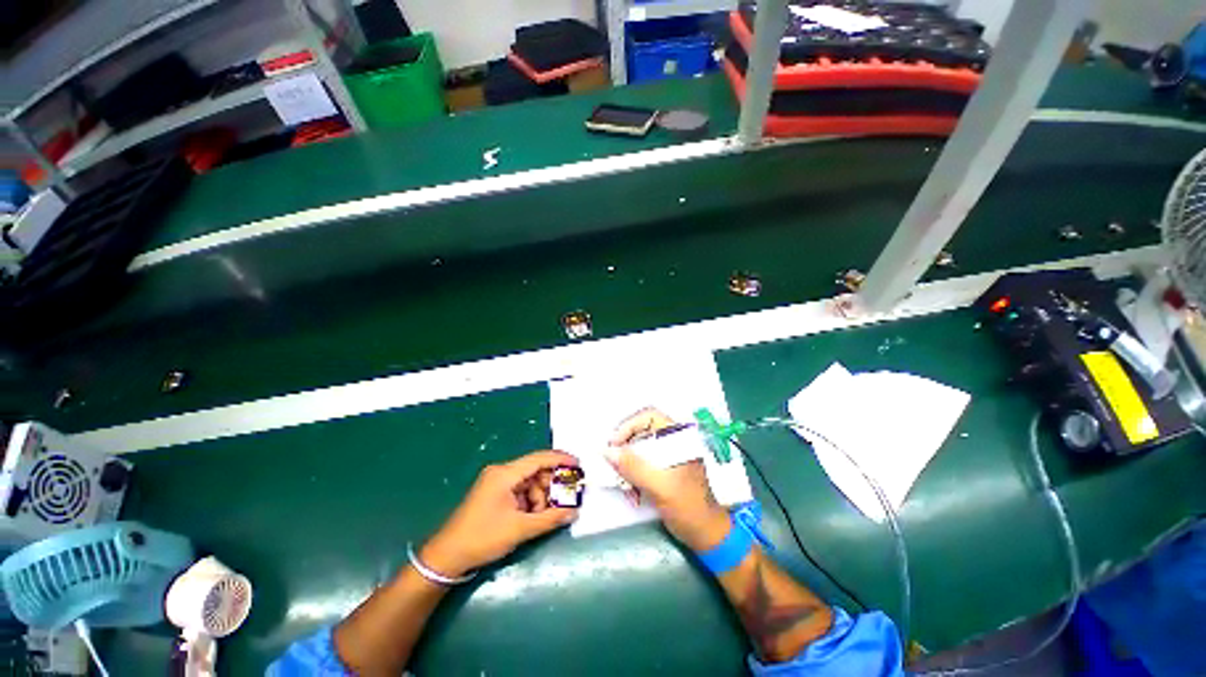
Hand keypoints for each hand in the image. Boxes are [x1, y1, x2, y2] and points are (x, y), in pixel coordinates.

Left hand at [421, 451, 578, 577]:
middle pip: (535, 471)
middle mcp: (502, 473)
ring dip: (541, 496)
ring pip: (529, 482)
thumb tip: (574, 511)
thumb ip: (549, 518)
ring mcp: (496, 483)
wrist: (447, 558)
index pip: (539, 459)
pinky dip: (530, 502)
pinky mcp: (494, 494)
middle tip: (567, 497)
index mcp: (505, 474)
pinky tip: (534, 516)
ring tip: (547, 514)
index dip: (561, 460)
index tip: (579, 466)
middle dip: (551, 484)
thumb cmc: (482, 538)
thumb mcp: (519, 529)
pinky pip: (520, 491)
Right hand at [606, 409, 730, 551]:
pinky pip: (640, 465)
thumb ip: (633, 467)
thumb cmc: (689, 507)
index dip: (628, 426)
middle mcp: (672, 442)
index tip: (614, 444)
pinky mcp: (662, 470)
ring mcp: (667, 456)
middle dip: (625, 451)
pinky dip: (632, 477)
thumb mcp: (660, 486)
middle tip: (613, 466)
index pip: (648, 416)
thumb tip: (608, 451)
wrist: (706, 535)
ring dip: (627, 468)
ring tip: (625, 487)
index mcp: (678, 437)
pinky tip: (632, 494)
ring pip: (637, 450)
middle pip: (640, 433)